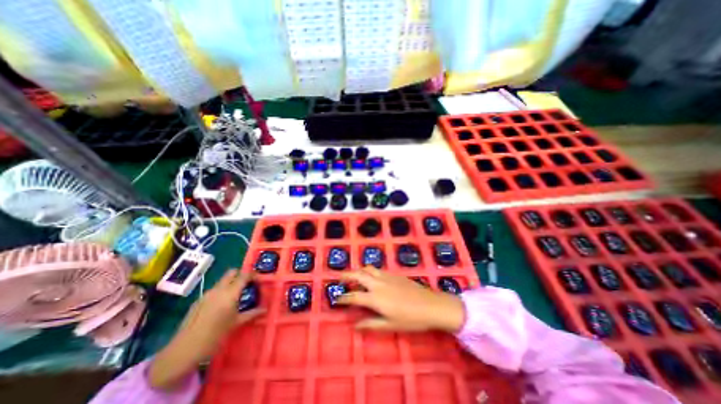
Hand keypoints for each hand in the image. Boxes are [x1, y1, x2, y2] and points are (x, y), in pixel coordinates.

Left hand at [148, 270, 263, 390]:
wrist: (182, 352)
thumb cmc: (214, 337)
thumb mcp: (236, 324)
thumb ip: (251, 313)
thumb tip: (264, 309)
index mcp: (230, 293)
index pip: (244, 275)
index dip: (253, 275)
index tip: (259, 280)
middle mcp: (218, 290)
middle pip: (232, 273)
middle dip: (241, 275)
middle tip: (248, 285)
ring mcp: (206, 294)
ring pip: (222, 281)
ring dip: (231, 283)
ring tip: (236, 296)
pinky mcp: (198, 301)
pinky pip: (214, 290)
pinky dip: (222, 292)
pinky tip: (222, 306)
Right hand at [337, 265, 465, 331]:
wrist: (430, 305)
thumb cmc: (410, 319)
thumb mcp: (389, 325)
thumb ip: (370, 324)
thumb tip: (354, 326)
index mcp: (375, 298)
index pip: (354, 297)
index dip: (343, 298)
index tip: (336, 299)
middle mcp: (377, 284)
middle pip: (358, 275)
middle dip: (346, 275)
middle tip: (339, 277)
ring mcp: (386, 276)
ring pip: (368, 269)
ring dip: (358, 270)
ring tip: (354, 275)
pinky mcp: (393, 274)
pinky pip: (377, 269)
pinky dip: (369, 271)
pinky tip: (372, 276)